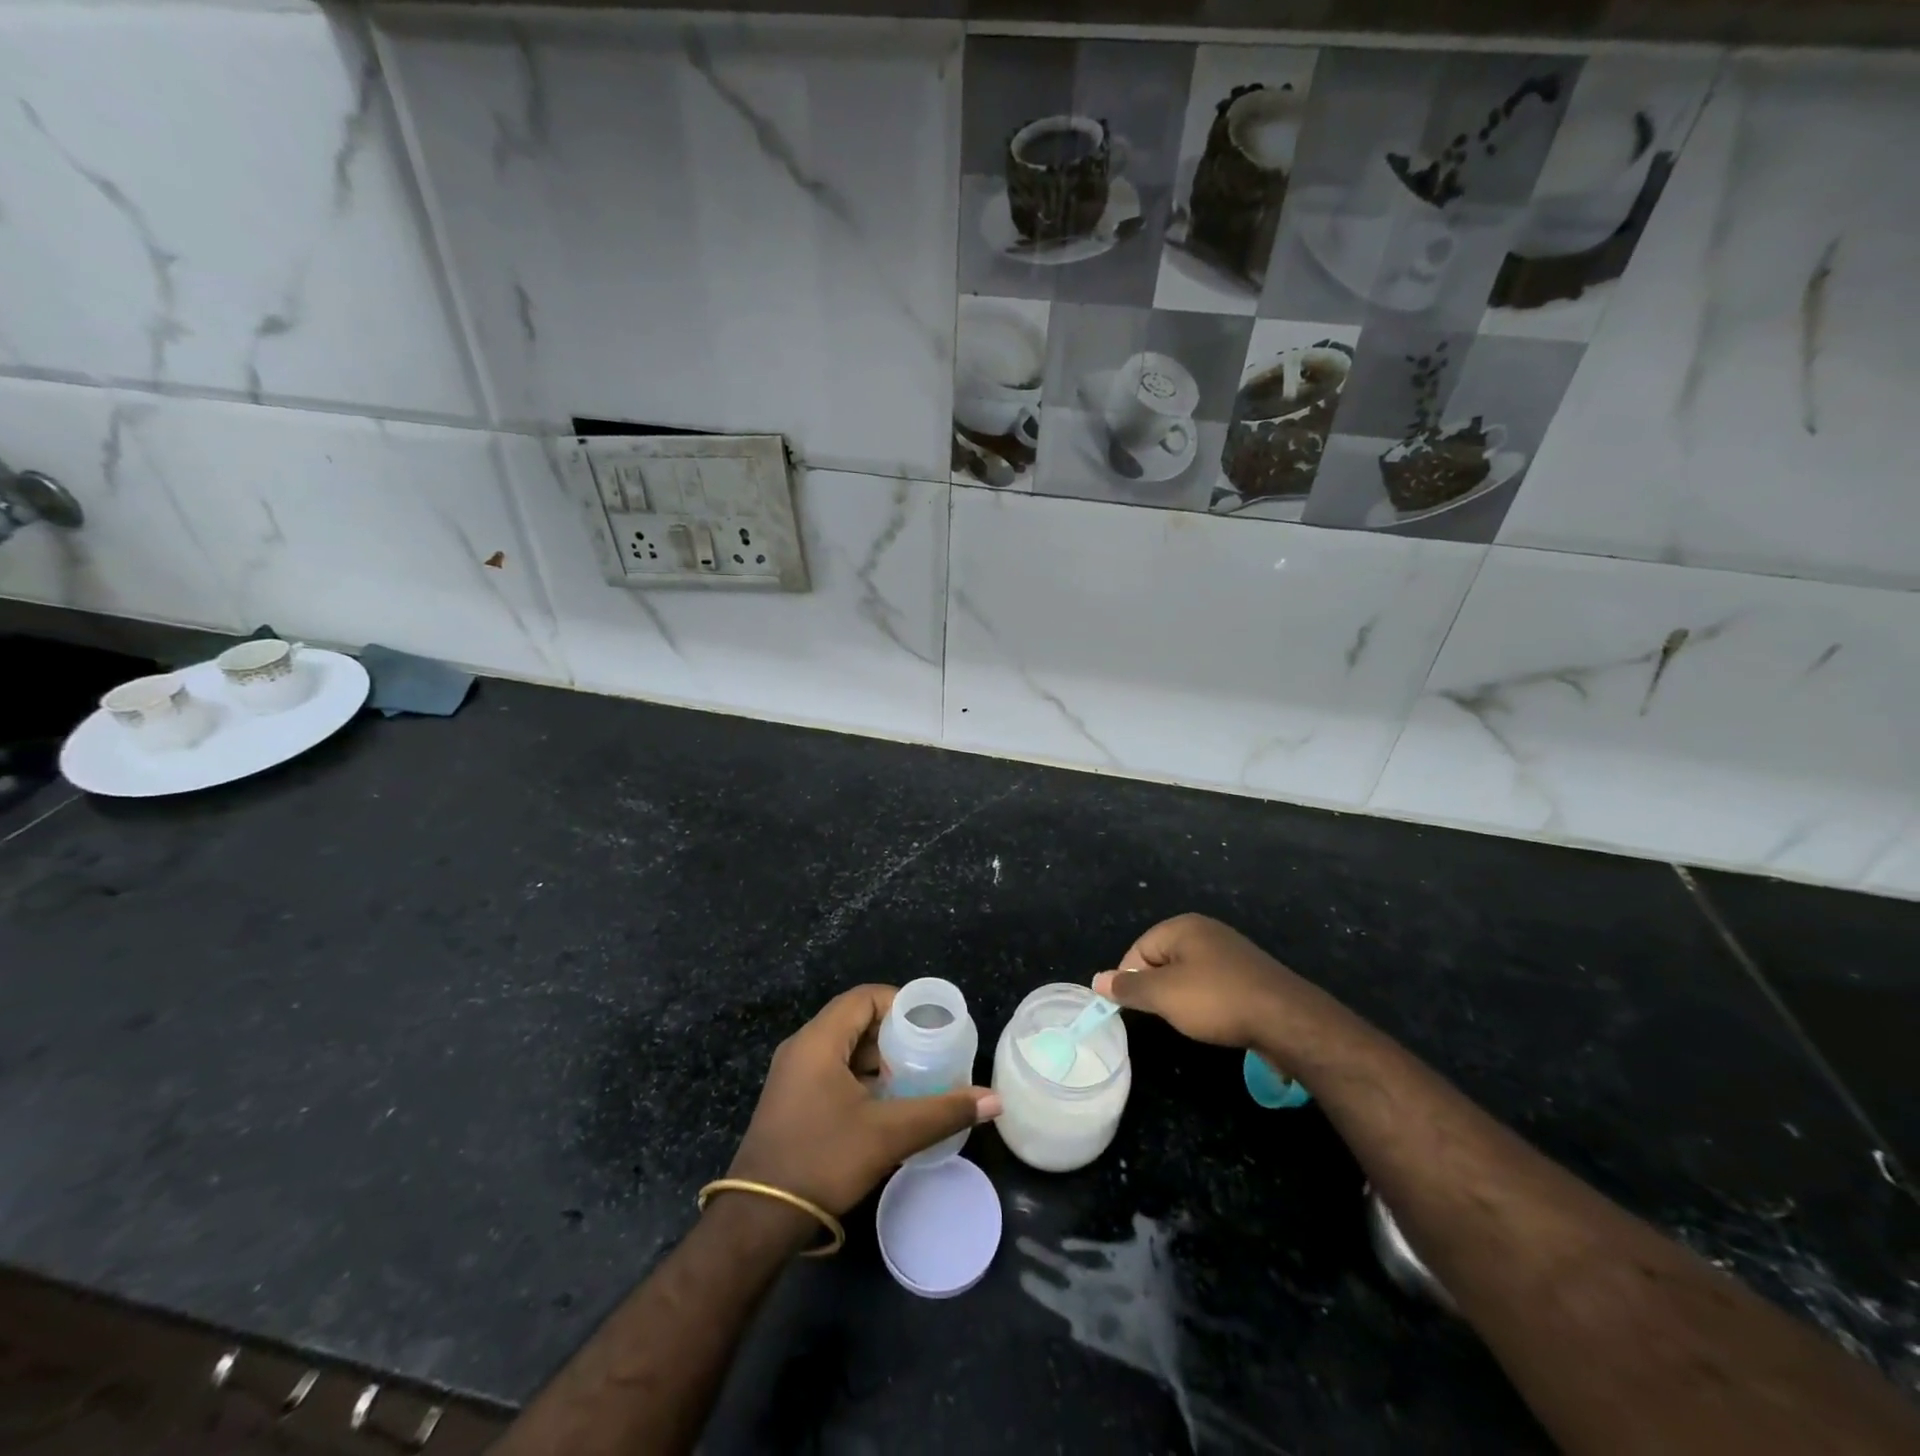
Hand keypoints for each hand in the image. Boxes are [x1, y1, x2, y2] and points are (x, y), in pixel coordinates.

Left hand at [726, 985, 1001, 1217]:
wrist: (759, 1221)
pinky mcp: (791, 1101)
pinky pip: (832, 1071)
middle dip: (894, 1033)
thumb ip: (942, 1112)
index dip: (901, 1003)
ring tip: (916, 1076)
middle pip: (855, 1020)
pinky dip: (861, 1077)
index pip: (865, 997)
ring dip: (878, 1058)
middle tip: (930, 1051)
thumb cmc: (822, 1160)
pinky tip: (886, 1103)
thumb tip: (994, 1100)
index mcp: (818, 1040)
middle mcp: (802, 1048)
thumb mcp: (888, 1134)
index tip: (932, 1024)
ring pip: (844, 1048)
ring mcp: (792, 1076)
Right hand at [1093, 913, 1320, 1049]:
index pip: (1139, 948)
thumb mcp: (1163, 995)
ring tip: (1189, 1020)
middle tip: (1163, 1015)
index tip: (1134, 1008)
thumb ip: (1128, 987)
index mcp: (1183, 926)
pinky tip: (1214, 1020)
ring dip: (1182, 997)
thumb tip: (1097, 980)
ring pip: (1189, 973)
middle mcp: (1206, 931)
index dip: (1130, 979)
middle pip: (1163, 959)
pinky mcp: (1249, 974)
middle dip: (1157, 988)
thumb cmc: (1216, 1000)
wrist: (1287, 1019)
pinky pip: (1213, 983)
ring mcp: (1231, 951)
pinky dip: (1207, 1001)